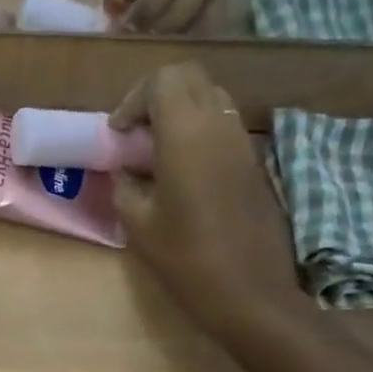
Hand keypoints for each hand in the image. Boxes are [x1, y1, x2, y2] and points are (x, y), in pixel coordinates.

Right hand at [110, 63, 307, 333]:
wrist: (250, 293)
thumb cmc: (187, 260)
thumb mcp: (139, 225)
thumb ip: (125, 186)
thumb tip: (124, 170)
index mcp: (186, 134)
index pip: (163, 80)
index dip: (134, 99)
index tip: (118, 133)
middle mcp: (219, 125)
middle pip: (190, 79)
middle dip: (157, 96)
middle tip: (136, 133)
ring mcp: (242, 142)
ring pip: (211, 98)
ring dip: (180, 112)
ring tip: (156, 152)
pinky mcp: (254, 162)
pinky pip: (224, 126)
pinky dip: (199, 131)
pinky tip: (183, 171)